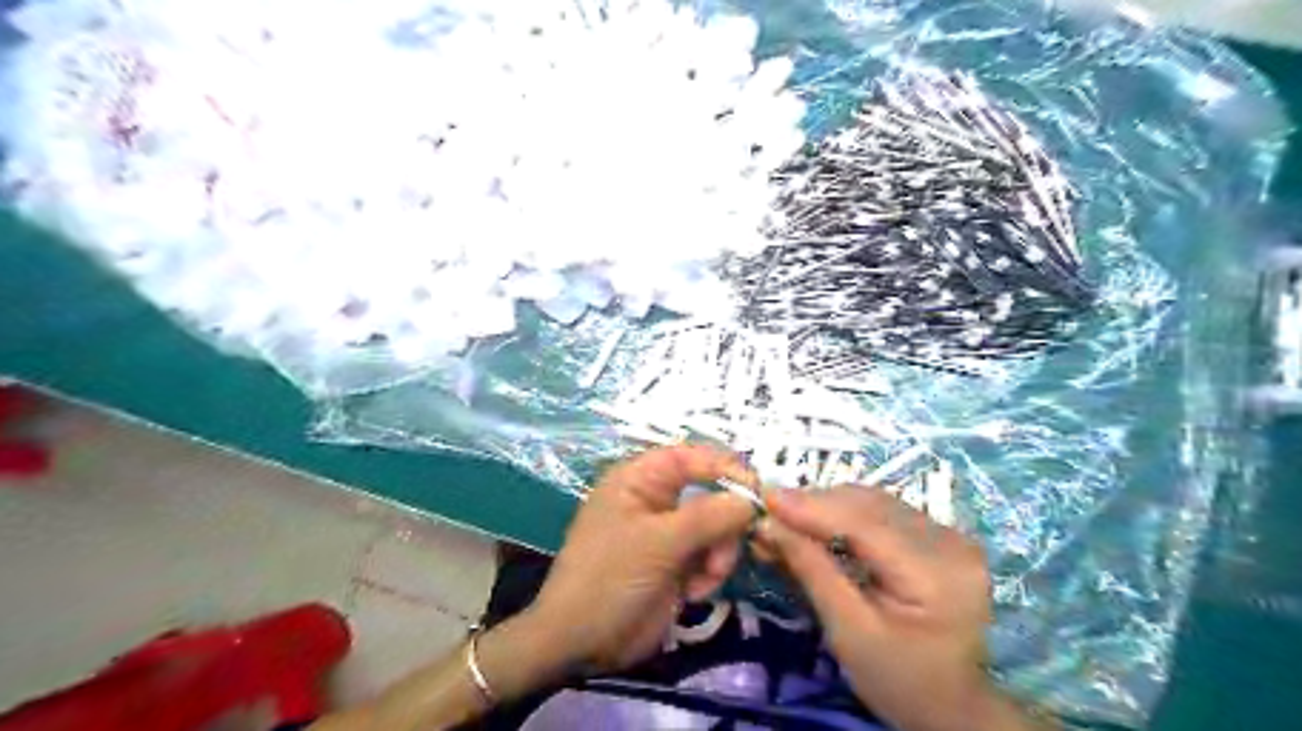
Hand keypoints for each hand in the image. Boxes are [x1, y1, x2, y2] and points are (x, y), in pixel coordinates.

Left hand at [524, 440, 759, 672]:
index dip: (725, 468)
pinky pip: (710, 554)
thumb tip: (750, 501)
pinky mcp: (676, 562)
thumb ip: (708, 517)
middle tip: (723, 554)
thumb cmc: (609, 578)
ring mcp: (667, 532)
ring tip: (704, 581)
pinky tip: (694, 593)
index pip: (692, 457)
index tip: (758, 492)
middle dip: (724, 524)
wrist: (581, 643)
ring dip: (719, 553)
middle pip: (710, 492)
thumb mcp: (658, 543)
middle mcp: (655, 499)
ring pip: (716, 526)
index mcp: (640, 479)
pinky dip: (711, 572)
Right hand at [764, 487, 1027, 729]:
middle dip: (814, 505)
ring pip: (874, 502)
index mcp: (936, 573)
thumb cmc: (899, 681)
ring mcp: (950, 535)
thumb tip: (770, 523)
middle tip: (770, 514)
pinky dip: (846, 514)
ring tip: (788, 520)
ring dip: (827, 506)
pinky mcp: (941, 536)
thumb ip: (812, 570)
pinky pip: (884, 512)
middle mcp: (950, 542)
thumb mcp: (849, 632)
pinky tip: (819, 525)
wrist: (955, 708)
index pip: (864, 523)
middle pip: (869, 505)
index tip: (766, 498)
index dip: (812, 506)